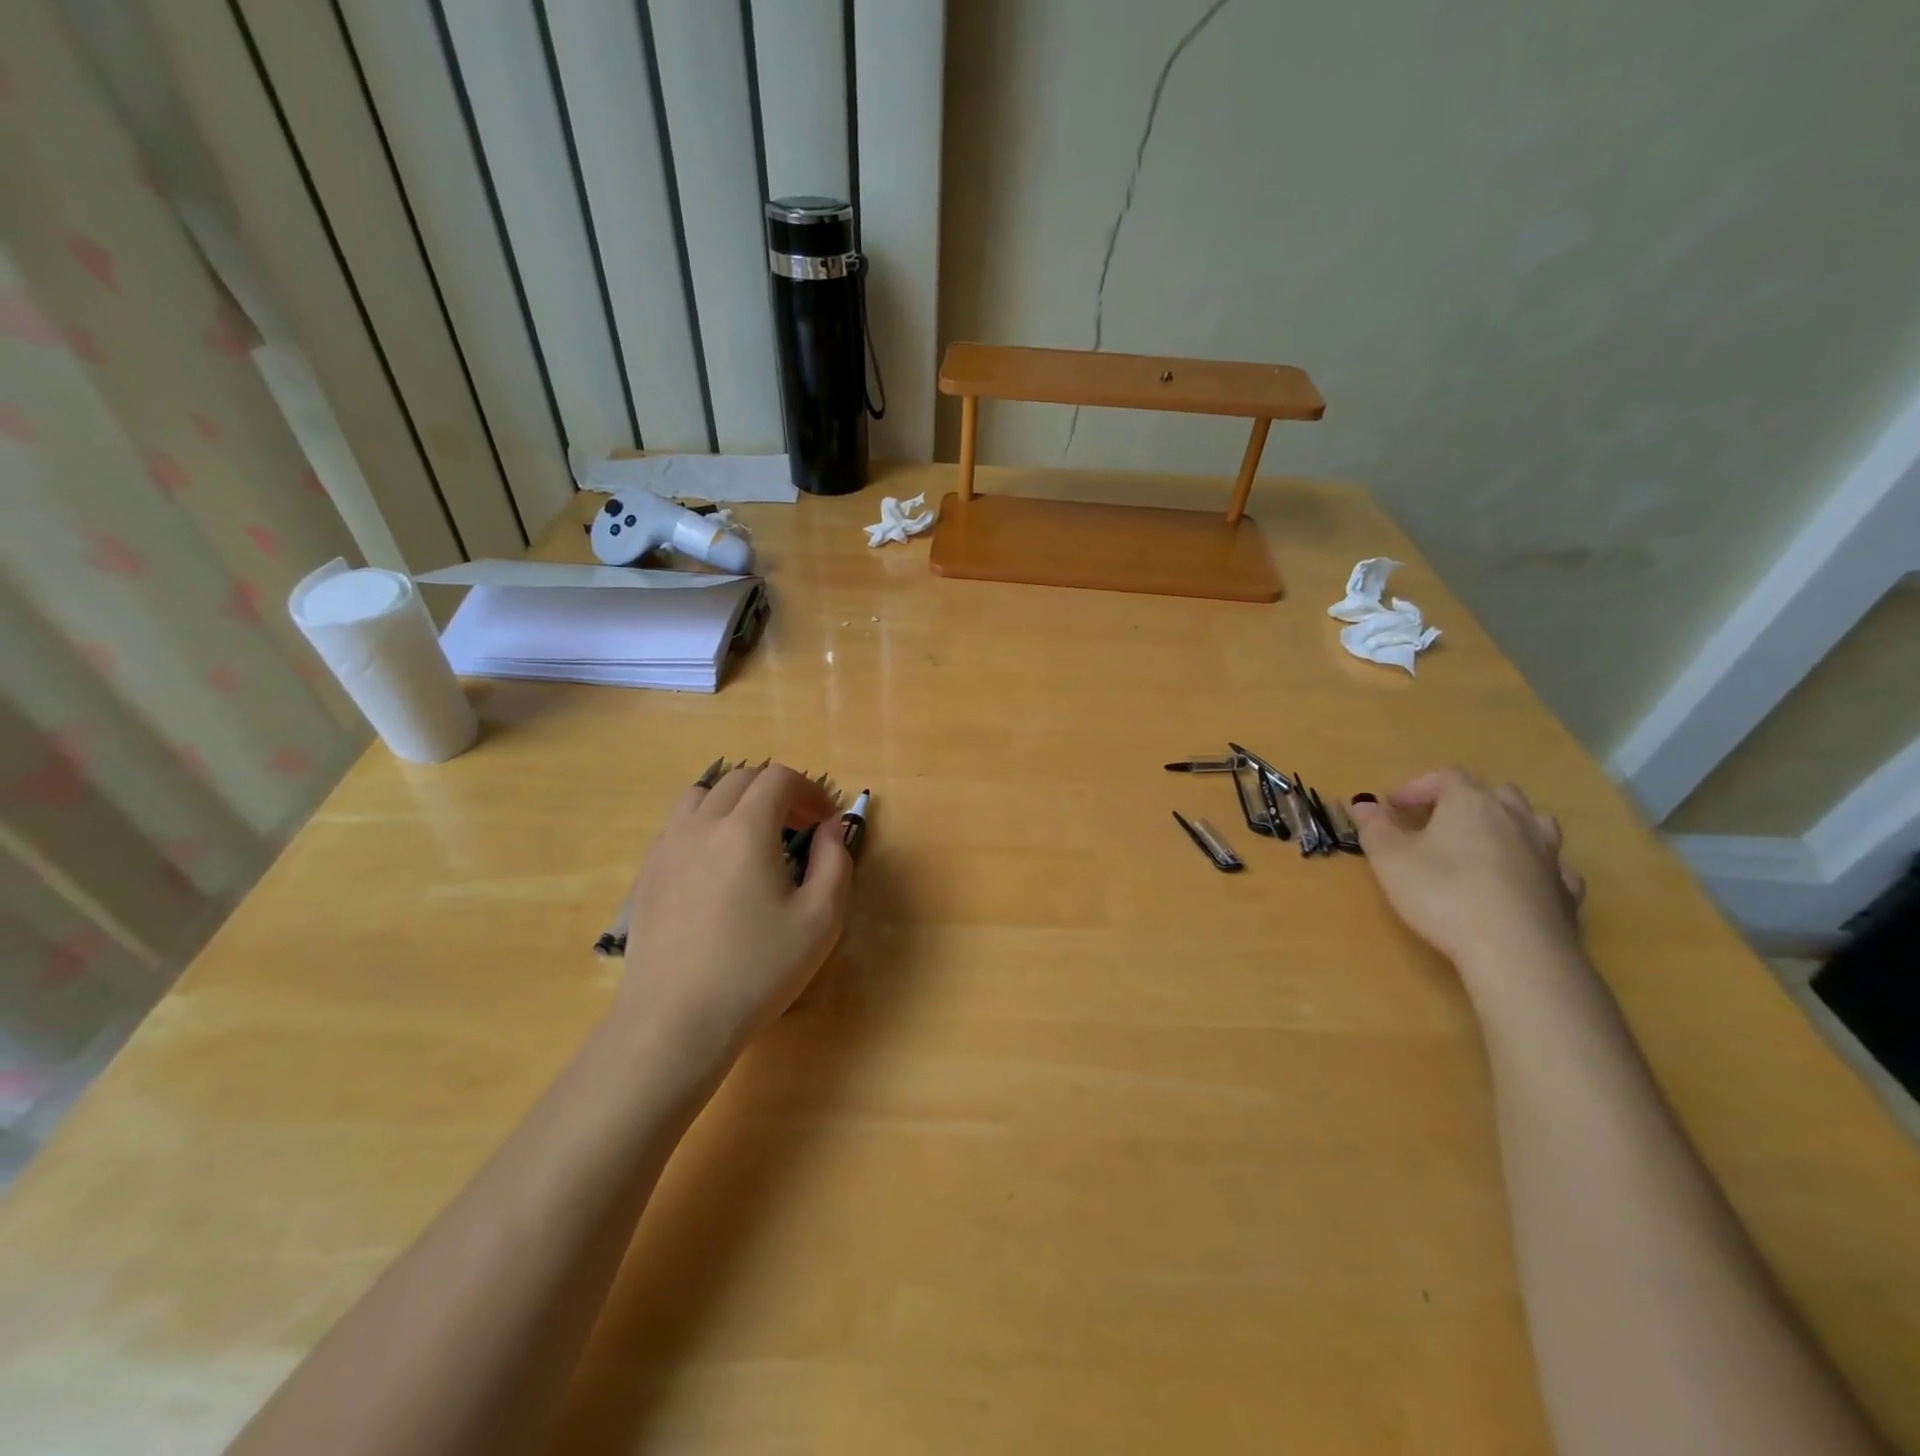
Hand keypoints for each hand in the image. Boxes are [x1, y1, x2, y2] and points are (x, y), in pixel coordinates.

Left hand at [616, 764, 852, 1065]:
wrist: (676, 1021)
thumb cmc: (757, 970)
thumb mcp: (821, 919)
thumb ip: (835, 861)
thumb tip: (831, 827)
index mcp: (746, 828)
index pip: (779, 778)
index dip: (810, 790)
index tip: (826, 821)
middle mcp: (702, 824)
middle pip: (741, 778)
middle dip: (777, 792)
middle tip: (799, 828)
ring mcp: (667, 847)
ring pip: (703, 795)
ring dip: (737, 801)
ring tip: (755, 837)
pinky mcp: (647, 874)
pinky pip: (679, 825)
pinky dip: (706, 824)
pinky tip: (718, 867)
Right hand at [1349, 768, 1584, 971]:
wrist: (1516, 952)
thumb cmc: (1443, 894)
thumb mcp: (1390, 858)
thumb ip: (1375, 827)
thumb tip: (1364, 804)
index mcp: (1471, 802)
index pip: (1445, 776)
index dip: (1416, 788)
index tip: (1391, 808)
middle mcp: (1515, 818)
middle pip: (1494, 793)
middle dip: (1464, 801)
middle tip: (1437, 823)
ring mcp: (1548, 853)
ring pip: (1532, 823)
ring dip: (1506, 827)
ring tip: (1482, 846)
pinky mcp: (1566, 890)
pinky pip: (1551, 865)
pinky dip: (1532, 865)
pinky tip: (1518, 882)